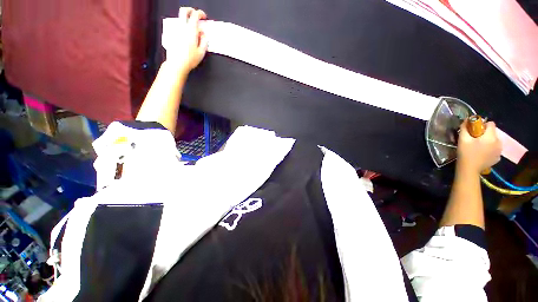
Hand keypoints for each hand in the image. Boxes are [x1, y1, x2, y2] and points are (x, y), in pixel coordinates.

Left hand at [163, 7, 208, 74]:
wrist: (177, 64)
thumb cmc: (189, 59)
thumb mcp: (201, 52)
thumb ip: (204, 41)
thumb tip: (203, 34)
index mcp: (191, 31)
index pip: (195, 15)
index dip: (200, 13)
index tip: (203, 17)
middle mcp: (182, 28)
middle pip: (184, 11)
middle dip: (191, 10)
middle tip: (195, 14)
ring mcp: (176, 30)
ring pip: (180, 18)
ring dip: (187, 19)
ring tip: (192, 28)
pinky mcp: (172, 35)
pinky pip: (178, 27)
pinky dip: (183, 27)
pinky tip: (187, 35)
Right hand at [457, 120, 501, 173]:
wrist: (469, 169)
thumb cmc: (466, 153)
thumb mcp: (463, 139)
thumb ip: (465, 128)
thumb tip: (466, 120)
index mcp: (491, 137)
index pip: (491, 124)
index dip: (482, 125)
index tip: (474, 130)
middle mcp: (498, 142)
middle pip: (493, 132)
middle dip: (485, 134)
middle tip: (475, 140)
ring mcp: (499, 151)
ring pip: (494, 141)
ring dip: (488, 141)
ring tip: (478, 147)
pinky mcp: (498, 157)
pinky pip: (495, 149)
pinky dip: (489, 149)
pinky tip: (482, 153)